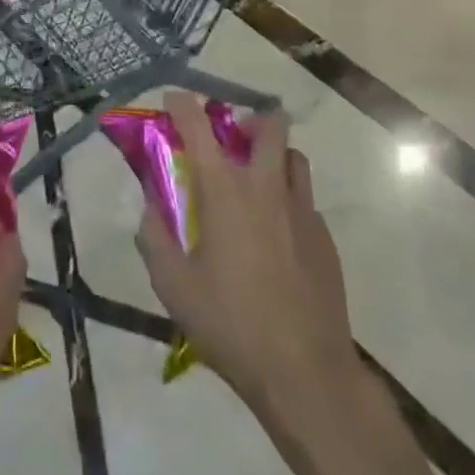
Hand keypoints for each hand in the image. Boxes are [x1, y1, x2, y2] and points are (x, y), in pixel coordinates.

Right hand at [134, 94, 354, 410]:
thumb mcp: (173, 285)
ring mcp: (303, 210)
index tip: (172, 100)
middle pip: (269, 124)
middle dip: (249, 119)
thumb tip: (150, 207)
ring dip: (274, 155)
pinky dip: (288, 199)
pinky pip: (305, 199)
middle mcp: (266, 186)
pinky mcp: (325, 238)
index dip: (182, 105)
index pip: (199, 126)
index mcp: (225, 190)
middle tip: (231, 139)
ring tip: (256, 182)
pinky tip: (276, 234)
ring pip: (293, 157)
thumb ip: (153, 237)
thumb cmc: (231, 324)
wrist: (306, 373)